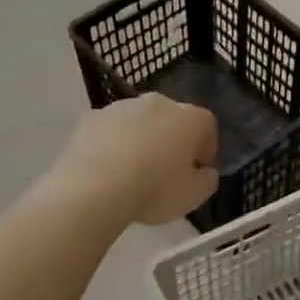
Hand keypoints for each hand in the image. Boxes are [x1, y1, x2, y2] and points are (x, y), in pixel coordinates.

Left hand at [48, 95, 219, 225]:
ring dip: (141, 139)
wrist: (93, 188)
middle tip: (167, 170)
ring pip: (139, 121)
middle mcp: (158, 103)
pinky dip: (112, 143)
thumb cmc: (154, 190)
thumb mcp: (194, 196)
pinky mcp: (91, 117)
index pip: (207, 126)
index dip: (206, 149)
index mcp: (190, 118)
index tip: (199, 171)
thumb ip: (207, 180)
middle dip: (173, 140)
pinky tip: (107, 167)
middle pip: (172, 119)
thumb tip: (205, 171)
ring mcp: (121, 107)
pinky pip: (110, 130)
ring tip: (133, 170)